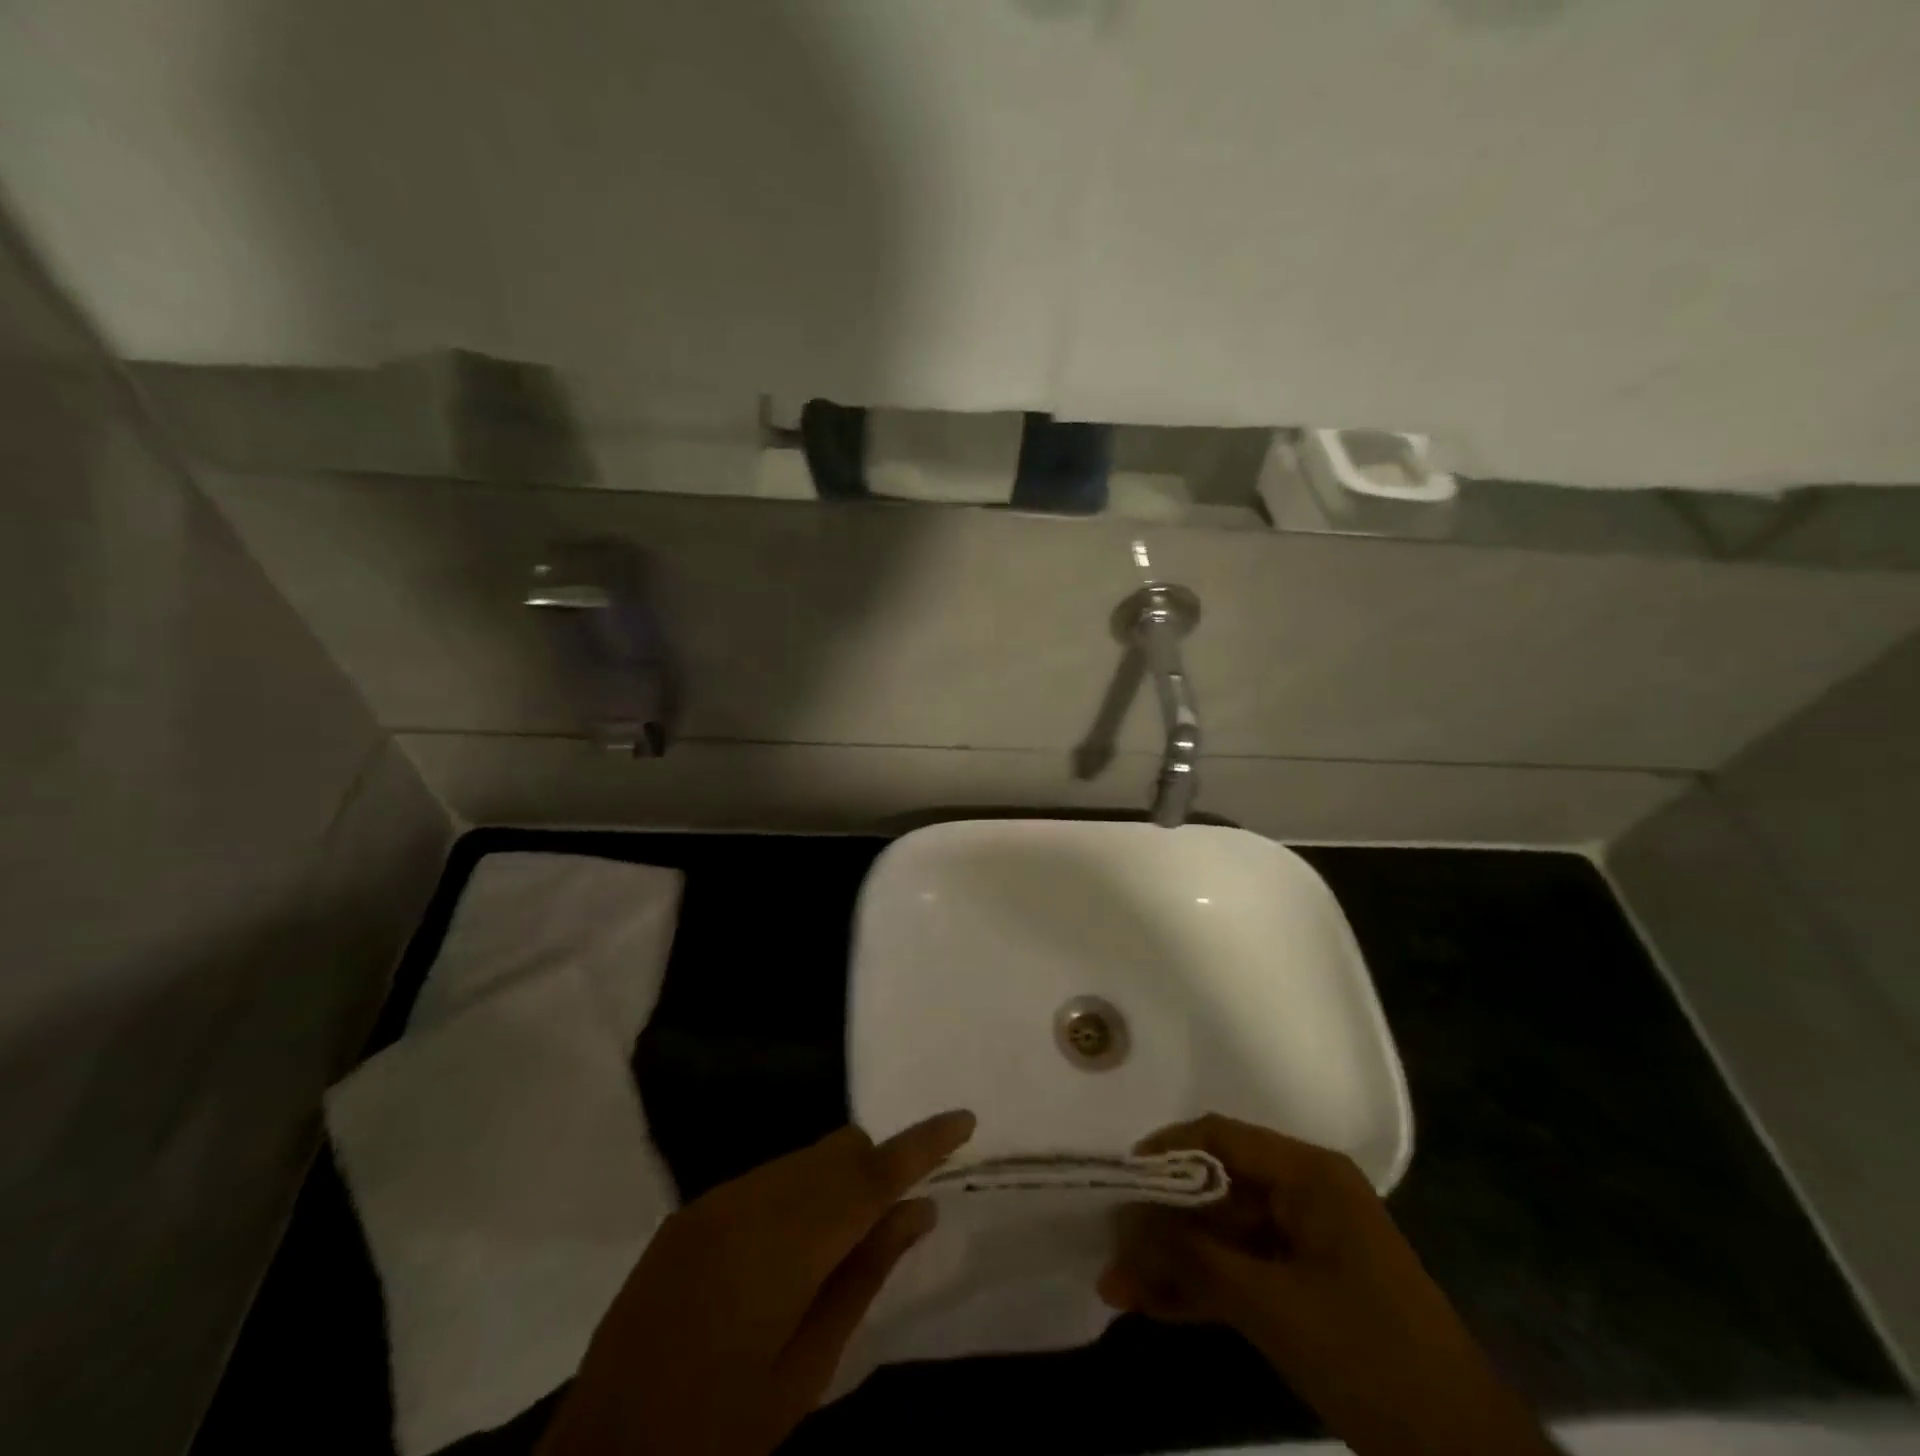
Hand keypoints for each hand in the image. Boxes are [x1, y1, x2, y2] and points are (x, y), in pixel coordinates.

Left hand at [539, 1109, 975, 1455]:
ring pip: (803, 1157)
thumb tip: (918, 1210)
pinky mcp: (690, 1211)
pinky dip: (795, 1194)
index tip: (965, 1119)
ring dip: (835, 1183)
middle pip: (838, 1149)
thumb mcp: (806, 1371)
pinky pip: (766, 1177)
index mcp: (785, 1246)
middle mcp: (750, 1201)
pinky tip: (782, 1256)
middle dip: (875, 1171)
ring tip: (830, 1252)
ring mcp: (714, 1200)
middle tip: (887, 1226)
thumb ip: (865, 1276)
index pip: (872, 1175)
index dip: (923, 1143)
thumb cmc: (716, 1434)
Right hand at [1099, 1115, 1555, 1455]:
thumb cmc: (1371, 1357)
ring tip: (1118, 1289)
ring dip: (1173, 1262)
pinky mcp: (1303, 1289)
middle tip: (1112, 1251)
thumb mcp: (1273, 1305)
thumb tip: (1126, 1225)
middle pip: (1215, 1191)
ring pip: (1222, 1237)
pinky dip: (1201, 1288)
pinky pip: (1241, 1273)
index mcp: (1308, 1175)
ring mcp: (1304, 1244)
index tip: (1120, 1182)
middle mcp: (1304, 1196)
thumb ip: (1194, 1259)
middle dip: (1161, 1224)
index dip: (1166, 1153)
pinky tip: (1153, 1307)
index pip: (1221, 1138)